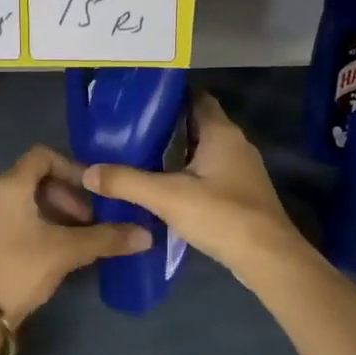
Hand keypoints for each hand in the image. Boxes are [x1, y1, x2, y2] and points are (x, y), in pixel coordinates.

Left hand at [0, 146, 151, 324]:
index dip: (71, 168)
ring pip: (27, 201)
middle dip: (68, 195)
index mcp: (10, 185)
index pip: (42, 156)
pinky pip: (17, 219)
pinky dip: (40, 225)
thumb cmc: (20, 268)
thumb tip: (146, 234)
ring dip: (56, 212)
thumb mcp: (67, 251)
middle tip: (88, 220)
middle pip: (36, 179)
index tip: (92, 190)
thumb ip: (106, 238)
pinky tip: (57, 250)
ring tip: (78, 237)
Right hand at [82, 93, 307, 280]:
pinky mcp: (242, 194)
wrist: (267, 257)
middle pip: (198, 125)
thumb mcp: (167, 196)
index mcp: (221, 133)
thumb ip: (126, 182)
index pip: (196, 98)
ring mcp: (242, 170)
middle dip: (168, 127)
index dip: (170, 96)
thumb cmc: (221, 215)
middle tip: (131, 131)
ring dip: (178, 153)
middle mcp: (236, 144)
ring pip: (204, 151)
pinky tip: (167, 187)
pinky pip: (211, 173)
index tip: (140, 101)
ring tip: (141, 157)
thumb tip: (88, 171)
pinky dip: (189, 174)